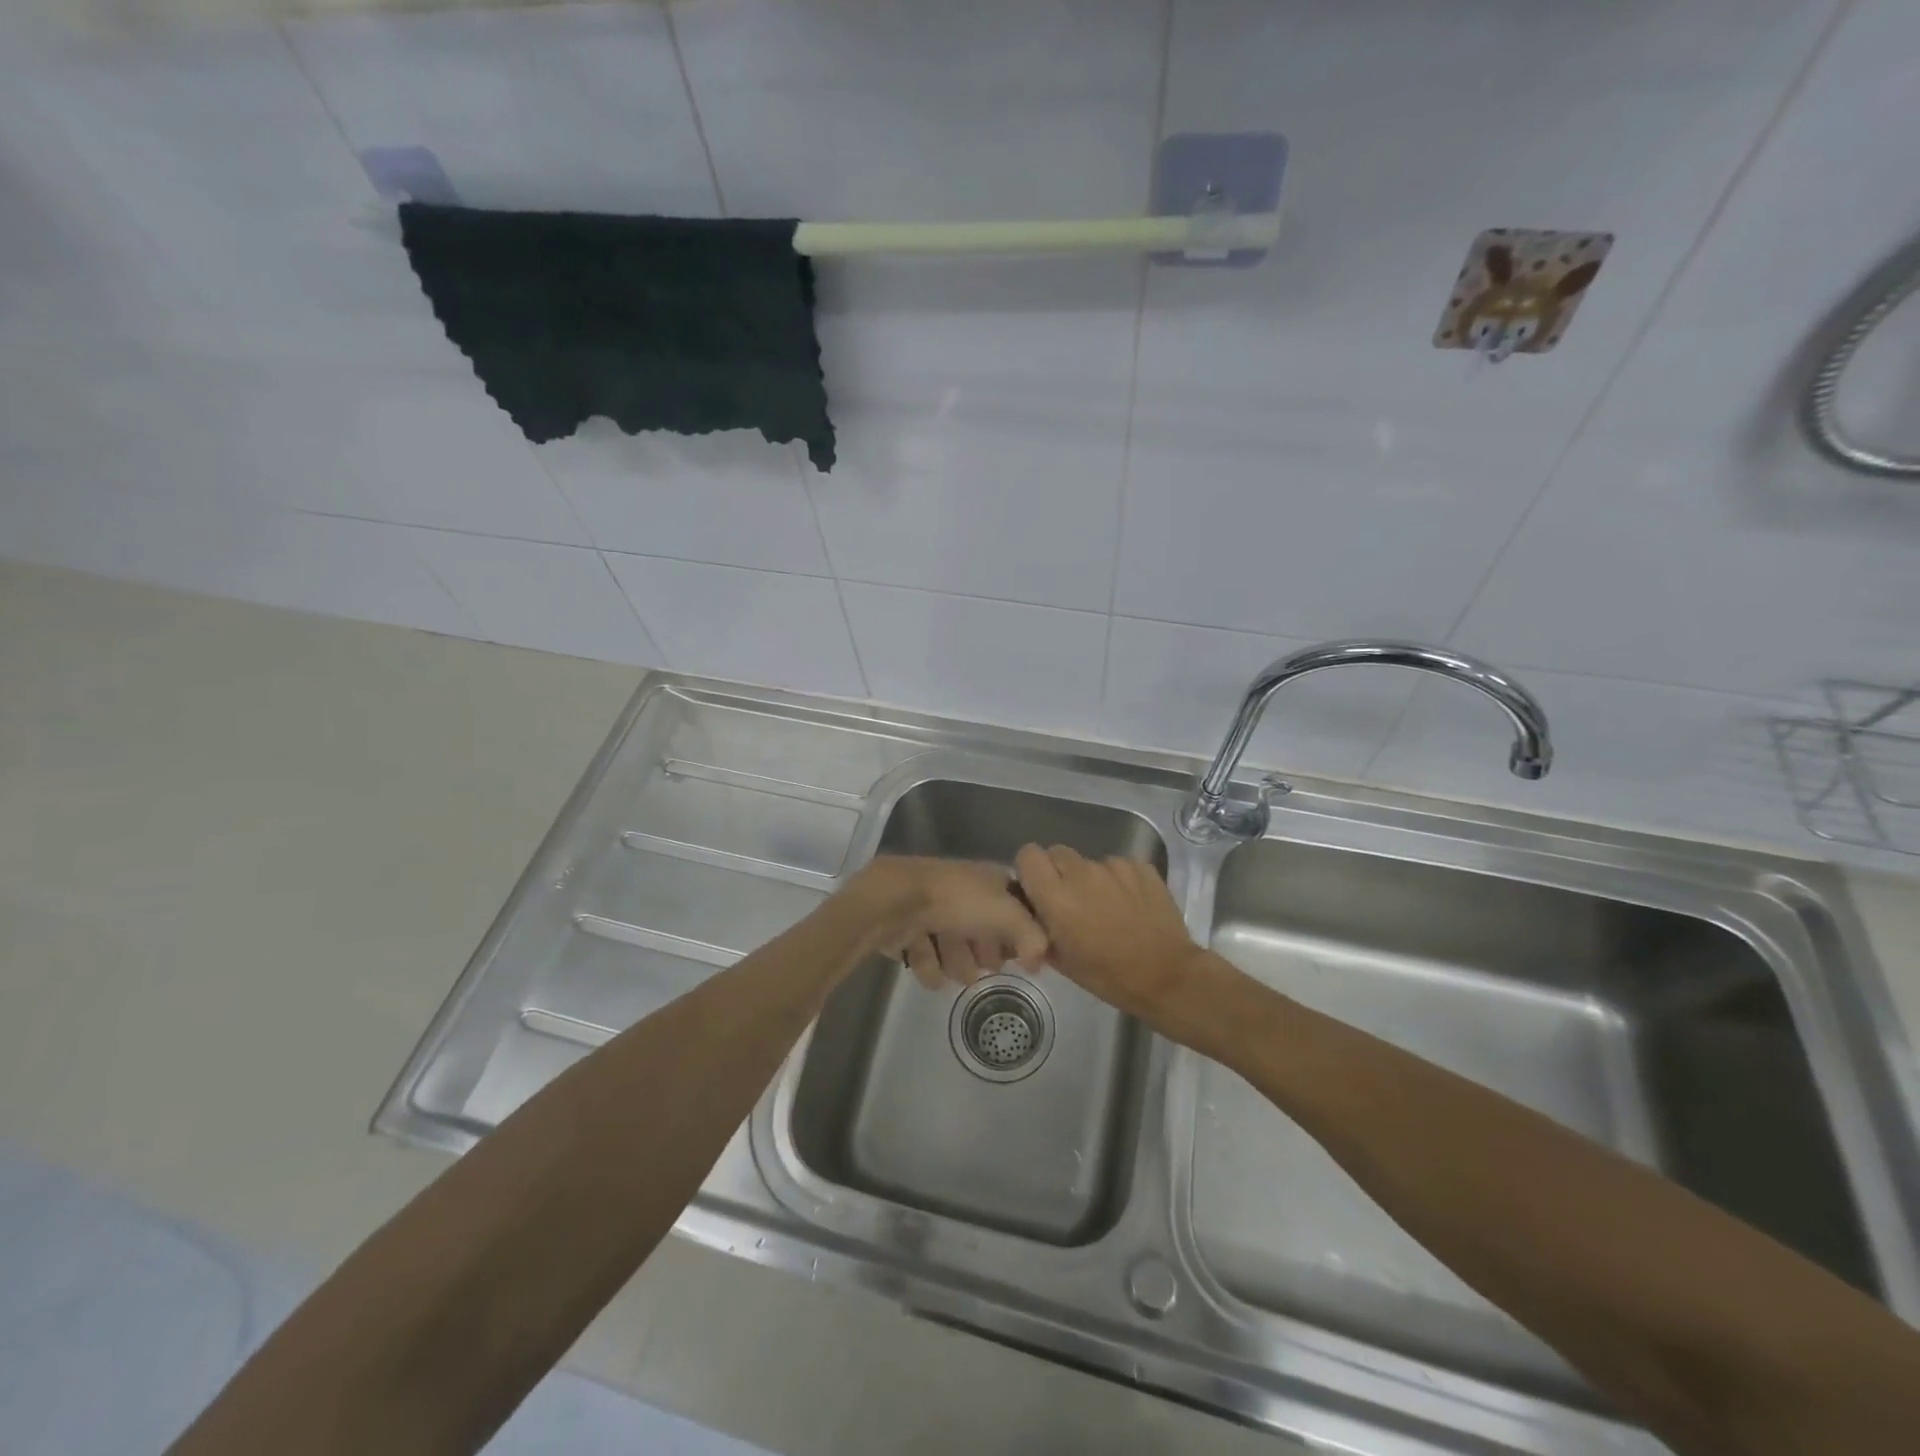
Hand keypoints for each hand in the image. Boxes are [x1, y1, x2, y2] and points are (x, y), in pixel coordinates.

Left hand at [847, 856, 1047, 988]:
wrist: (896, 900)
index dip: (1019, 935)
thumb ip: (1033, 937)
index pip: (1016, 912)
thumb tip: (1038, 963)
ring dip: (955, 964)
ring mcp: (935, 913)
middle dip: (984, 955)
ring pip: (957, 954)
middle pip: (986, 937)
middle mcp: (965, 895)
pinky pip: (929, 962)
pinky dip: (928, 966)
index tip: (1019, 954)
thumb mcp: (1007, 913)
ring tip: (949, 962)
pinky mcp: (910, 933)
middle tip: (982, 959)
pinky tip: (925, 962)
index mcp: (990, 881)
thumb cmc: (956, 901)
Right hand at [1013, 845, 1215, 1028]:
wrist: (1167, 976)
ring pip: (1089, 861)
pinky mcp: (1141, 866)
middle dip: (1059, 872)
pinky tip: (1130, 905)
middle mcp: (1081, 873)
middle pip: (1057, 853)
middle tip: (1072, 900)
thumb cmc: (1108, 976)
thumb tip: (1033, 912)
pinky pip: (1118, 865)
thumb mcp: (1061, 960)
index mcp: (1056, 897)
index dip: (1031, 870)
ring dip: (1090, 878)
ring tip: (1107, 907)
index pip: (1028, 855)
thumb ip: (1040, 928)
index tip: (1039, 890)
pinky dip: (1119, 880)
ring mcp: (1114, 866)